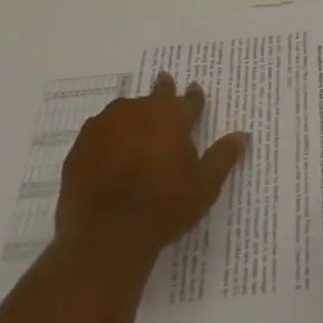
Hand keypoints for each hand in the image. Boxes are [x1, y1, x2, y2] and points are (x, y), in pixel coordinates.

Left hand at [55, 72, 247, 264]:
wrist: (106, 236)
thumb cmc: (164, 207)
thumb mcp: (204, 186)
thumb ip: (223, 157)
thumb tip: (242, 135)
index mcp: (171, 115)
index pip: (188, 100)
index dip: (193, 98)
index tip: (194, 91)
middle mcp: (138, 110)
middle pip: (154, 96)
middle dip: (162, 93)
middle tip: (165, 87)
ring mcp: (104, 126)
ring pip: (123, 112)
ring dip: (132, 117)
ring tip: (135, 131)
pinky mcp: (80, 147)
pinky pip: (98, 134)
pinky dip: (106, 139)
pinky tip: (108, 154)